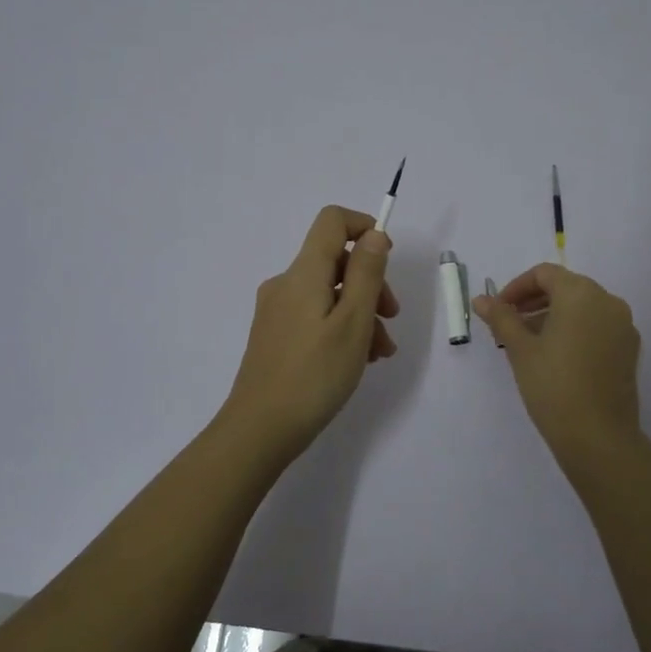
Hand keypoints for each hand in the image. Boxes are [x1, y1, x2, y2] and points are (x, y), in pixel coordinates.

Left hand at [220, 205, 399, 463]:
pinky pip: (315, 316)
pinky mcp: (275, 335)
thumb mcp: (353, 322)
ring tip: (381, 352)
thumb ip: (366, 274)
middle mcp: (286, 283)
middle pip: (335, 260)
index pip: (332, 221)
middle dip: (371, 283)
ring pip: (328, 294)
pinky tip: (358, 360)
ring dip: (361, 312)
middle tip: (391, 318)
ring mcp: (277, 310)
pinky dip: (340, 327)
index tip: (387, 259)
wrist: (259, 430)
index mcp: (303, 273)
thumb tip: (374, 234)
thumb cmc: (314, 375)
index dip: (364, 227)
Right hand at [473, 263, 643, 469]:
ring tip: (528, 343)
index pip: (545, 274)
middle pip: (566, 287)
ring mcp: (624, 326)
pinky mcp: (629, 350)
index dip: (516, 287)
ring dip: (553, 315)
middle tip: (509, 325)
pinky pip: (598, 327)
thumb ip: (501, 318)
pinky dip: (575, 330)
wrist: (598, 436)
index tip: (498, 310)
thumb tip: (481, 300)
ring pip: (583, 308)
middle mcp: (608, 302)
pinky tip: (556, 356)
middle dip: (534, 301)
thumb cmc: (553, 385)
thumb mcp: (520, 349)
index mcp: (581, 293)